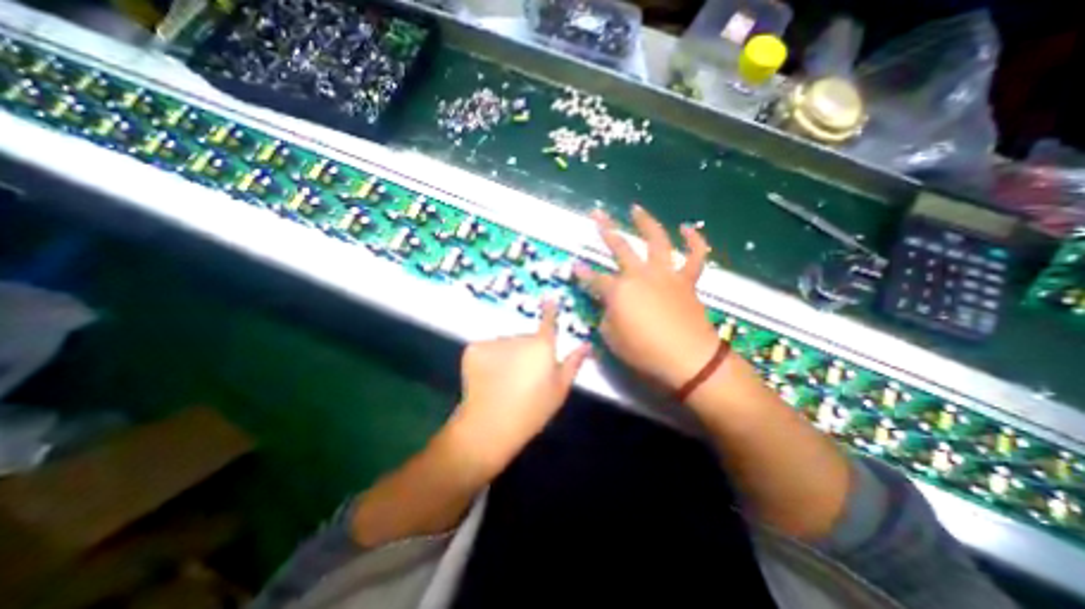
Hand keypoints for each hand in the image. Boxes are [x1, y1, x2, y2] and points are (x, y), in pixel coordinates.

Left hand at [451, 303, 589, 477]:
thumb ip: (573, 363)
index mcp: (542, 347)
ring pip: (504, 344)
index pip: (548, 321)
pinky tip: (487, 378)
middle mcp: (518, 337)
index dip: (550, 309)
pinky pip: (486, 349)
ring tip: (504, 381)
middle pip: (524, 338)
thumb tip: (586, 344)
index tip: (550, 297)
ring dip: (506, 356)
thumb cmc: (532, 411)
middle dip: (525, 351)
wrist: (490, 426)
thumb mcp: (559, 390)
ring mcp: (494, 341)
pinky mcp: (474, 348)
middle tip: (523, 377)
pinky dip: (487, 359)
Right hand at [575, 206, 716, 389]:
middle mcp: (640, 275)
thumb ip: (607, 319)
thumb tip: (609, 309)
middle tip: (596, 214)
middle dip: (605, 229)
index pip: (594, 279)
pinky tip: (688, 228)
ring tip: (636, 209)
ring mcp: (666, 274)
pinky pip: (695, 256)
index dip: (582, 273)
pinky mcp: (687, 281)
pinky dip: (694, 241)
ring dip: (646, 223)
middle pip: (620, 247)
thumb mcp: (612, 340)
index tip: (574, 265)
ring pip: (656, 241)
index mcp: (619, 291)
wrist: (688, 360)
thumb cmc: (644, 352)